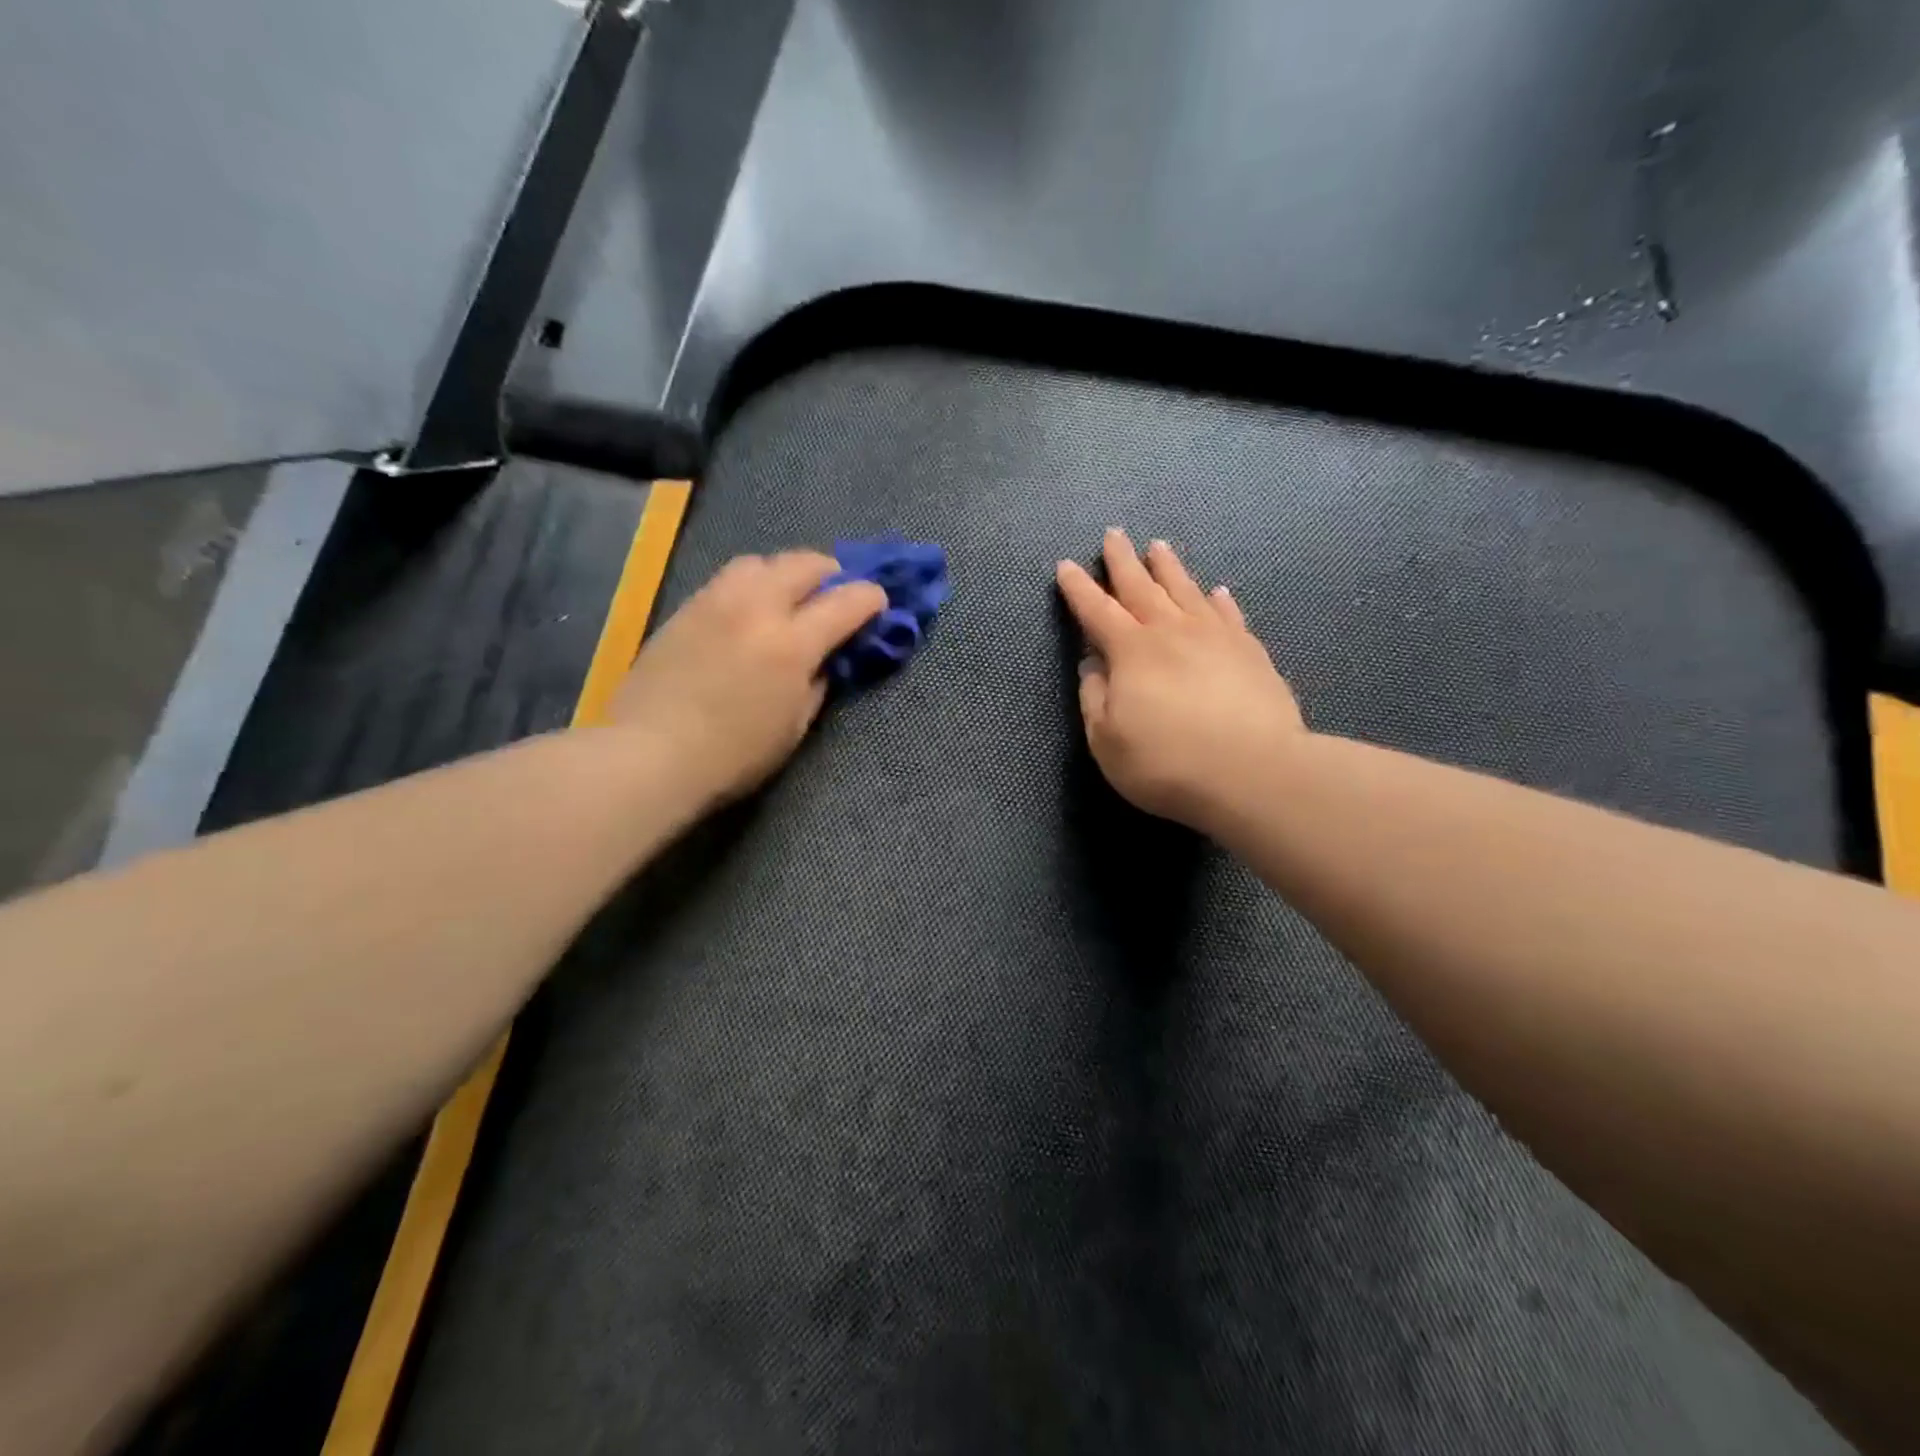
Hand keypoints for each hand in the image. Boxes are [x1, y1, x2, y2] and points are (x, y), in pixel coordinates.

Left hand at [612, 551, 885, 806]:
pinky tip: (749, 609)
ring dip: (786, 572)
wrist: (649, 753)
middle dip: (831, 572)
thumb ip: (816, 683)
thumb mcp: (794, 727)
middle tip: (837, 593)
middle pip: (804, 563)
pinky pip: (729, 578)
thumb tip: (824, 658)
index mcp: (791, 644)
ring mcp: (716, 602)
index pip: (846, 602)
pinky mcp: (686, 608)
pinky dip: (752, 584)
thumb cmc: (733, 755)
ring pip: (761, 561)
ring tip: (789, 595)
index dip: (871, 598)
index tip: (879, 604)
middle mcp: (757, 608)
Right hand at [1056, 530, 1305, 830]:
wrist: (1253, 772)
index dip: (1079, 588)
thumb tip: (1092, 665)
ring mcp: (1215, 637)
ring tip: (1158, 547)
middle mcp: (1170, 631)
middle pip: (1141, 587)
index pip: (1096, 610)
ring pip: (1186, 591)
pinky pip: (1229, 615)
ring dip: (1168, 568)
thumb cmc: (1166, 762)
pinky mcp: (1250, 652)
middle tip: (1113, 535)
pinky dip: (1219, 600)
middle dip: (1122, 561)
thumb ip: (1094, 699)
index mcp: (1130, 651)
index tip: (1066, 566)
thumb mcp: (1107, 741)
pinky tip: (1217, 592)